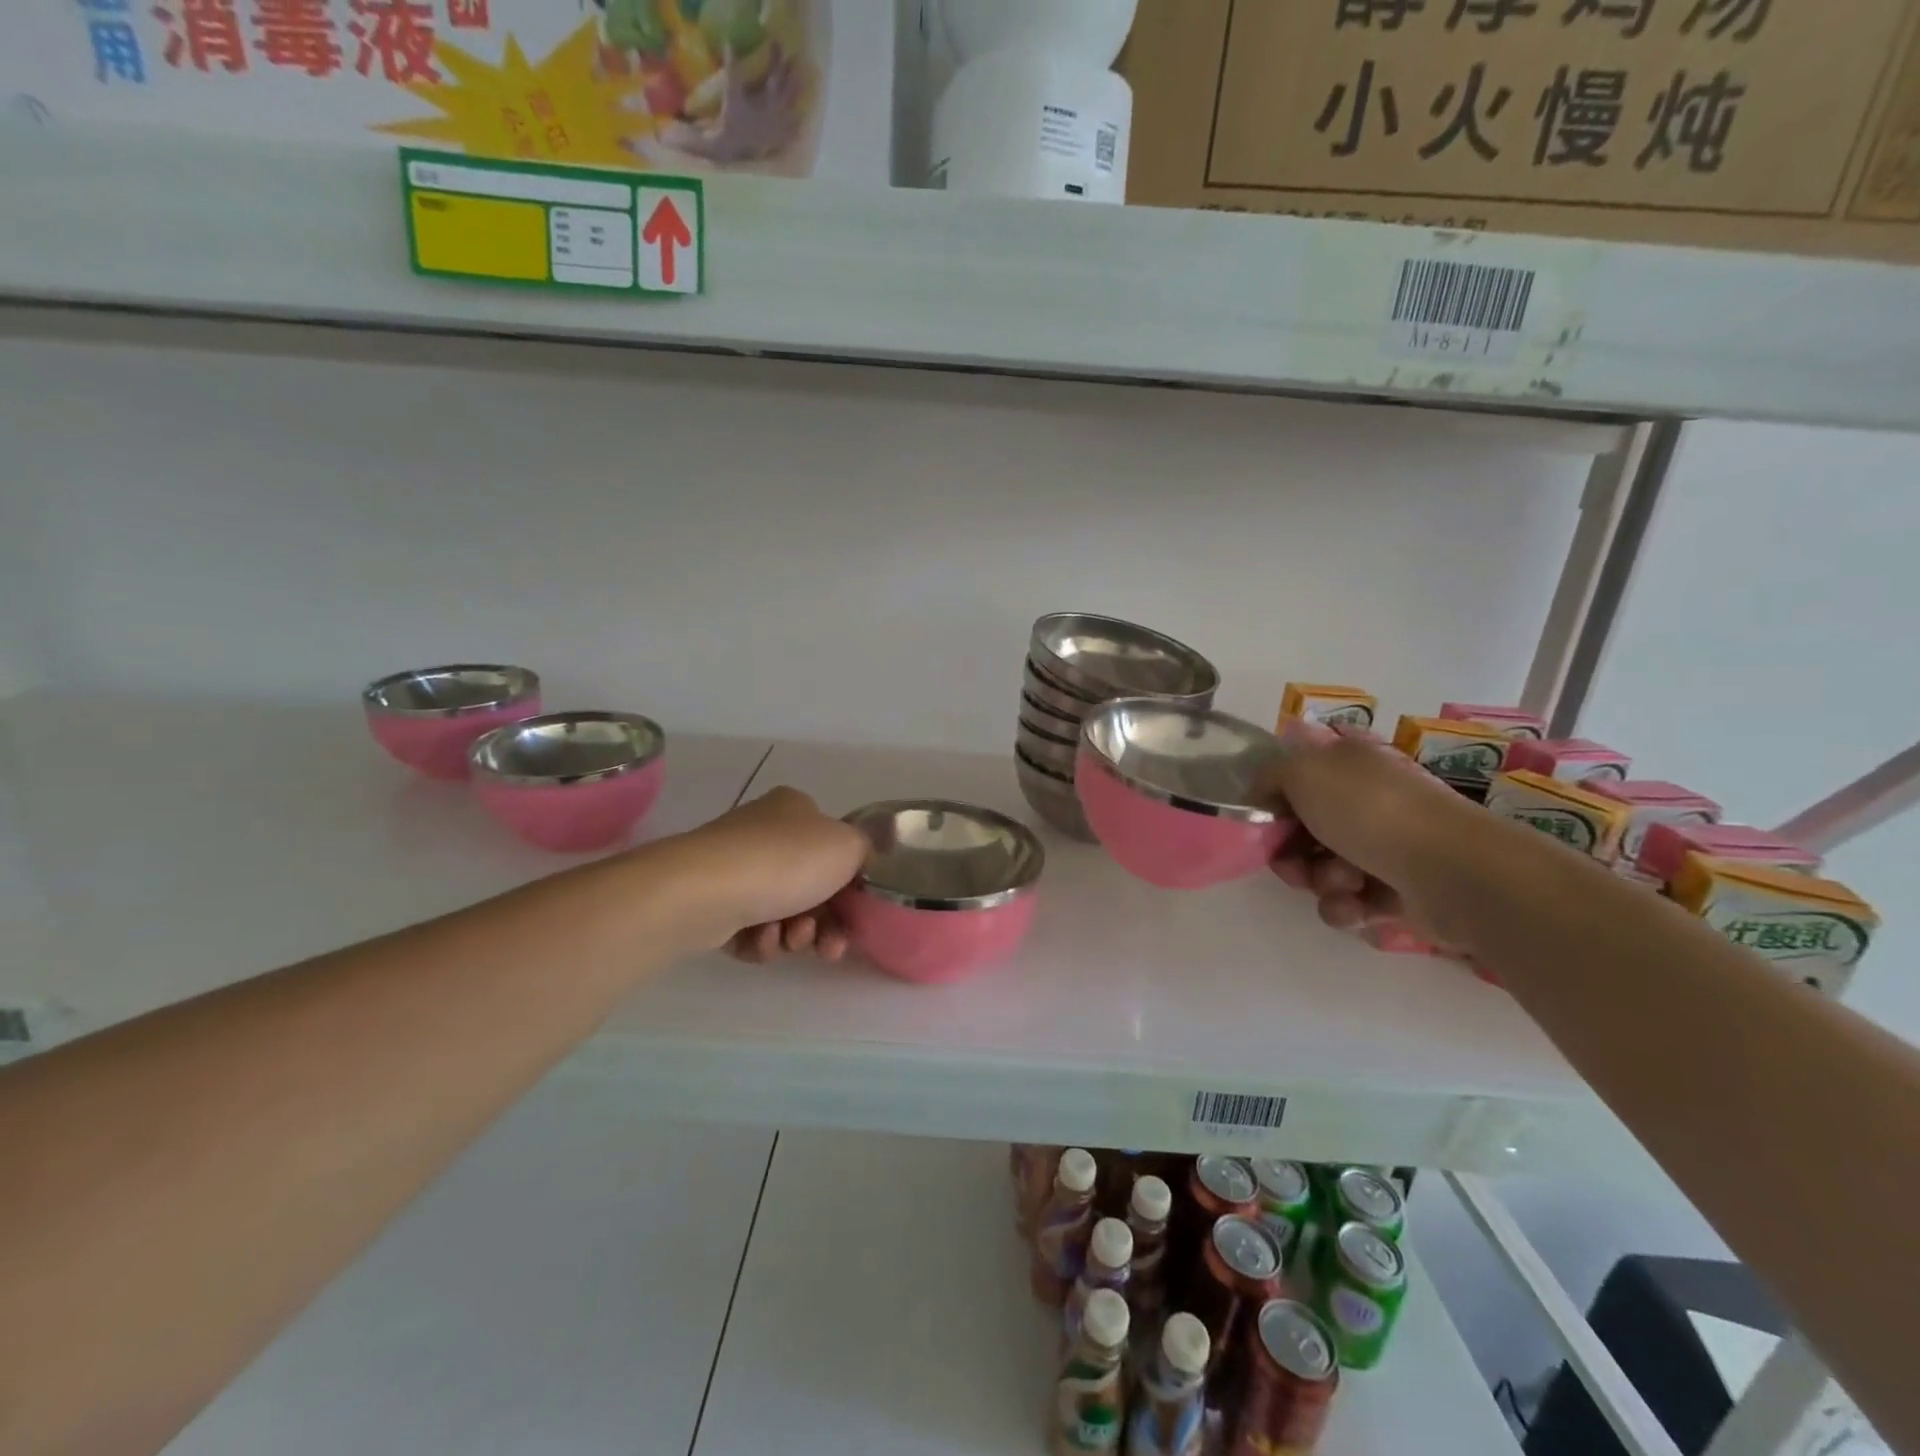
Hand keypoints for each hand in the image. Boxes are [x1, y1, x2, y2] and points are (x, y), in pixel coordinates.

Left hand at [661, 787, 866, 956]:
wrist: (707, 891)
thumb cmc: (786, 860)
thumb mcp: (849, 846)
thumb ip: (866, 851)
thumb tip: (860, 861)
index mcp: (796, 809)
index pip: (833, 846)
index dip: (850, 884)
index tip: (856, 913)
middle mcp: (764, 832)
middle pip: (811, 886)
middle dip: (825, 920)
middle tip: (829, 945)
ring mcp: (734, 868)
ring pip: (783, 912)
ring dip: (796, 934)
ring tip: (790, 939)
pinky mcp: (712, 903)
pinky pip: (750, 930)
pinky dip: (762, 941)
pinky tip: (761, 940)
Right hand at [1265, 719, 1473, 943]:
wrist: (1449, 870)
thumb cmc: (1371, 810)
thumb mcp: (1303, 770)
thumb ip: (1270, 775)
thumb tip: (1263, 794)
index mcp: (1349, 763)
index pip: (1298, 776)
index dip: (1274, 799)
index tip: (1263, 821)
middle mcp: (1368, 799)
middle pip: (1305, 828)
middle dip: (1290, 851)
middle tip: (1290, 865)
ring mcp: (1387, 844)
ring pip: (1324, 867)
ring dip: (1319, 880)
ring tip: (1341, 884)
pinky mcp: (1399, 888)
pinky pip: (1350, 900)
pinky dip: (1346, 906)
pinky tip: (1356, 906)